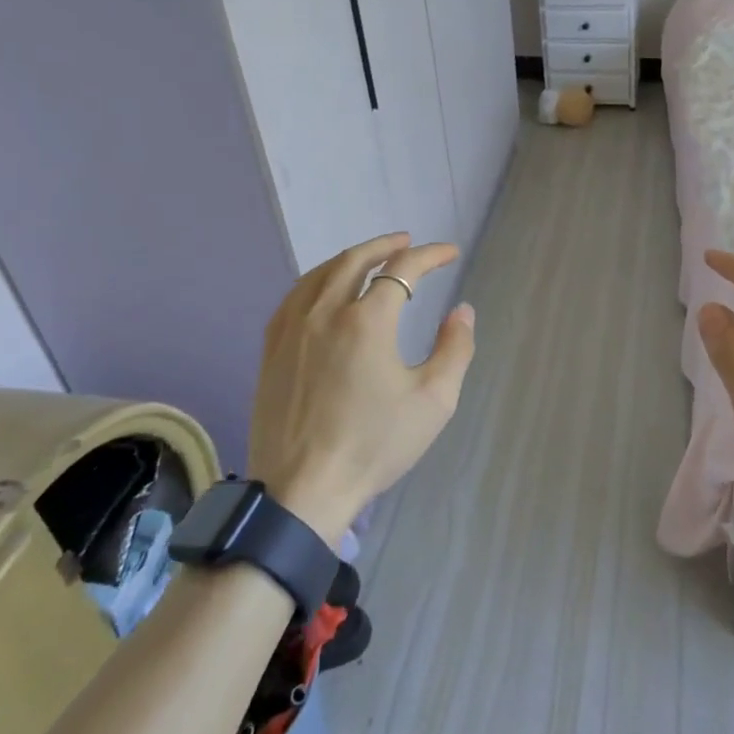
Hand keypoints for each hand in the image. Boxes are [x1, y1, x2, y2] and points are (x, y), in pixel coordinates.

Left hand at [245, 233, 475, 546]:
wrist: (302, 491)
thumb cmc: (374, 446)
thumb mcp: (433, 401)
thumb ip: (454, 349)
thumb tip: (461, 311)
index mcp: (367, 321)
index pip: (402, 269)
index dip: (430, 255)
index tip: (450, 253)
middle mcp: (326, 312)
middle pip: (355, 260)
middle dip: (386, 245)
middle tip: (407, 242)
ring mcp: (292, 329)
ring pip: (320, 274)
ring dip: (350, 258)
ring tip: (370, 257)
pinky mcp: (271, 349)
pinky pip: (294, 297)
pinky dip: (317, 280)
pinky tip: (324, 289)